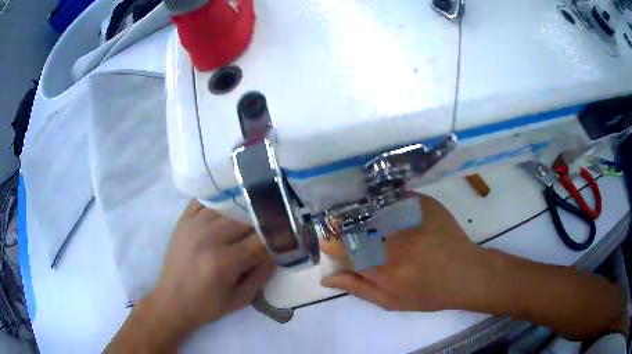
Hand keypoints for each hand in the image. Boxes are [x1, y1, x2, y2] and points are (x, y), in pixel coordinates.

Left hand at [147, 200, 274, 337]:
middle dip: (260, 225)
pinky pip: (204, 200)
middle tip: (267, 230)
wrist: (171, 301)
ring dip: (241, 213)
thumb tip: (277, 253)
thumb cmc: (207, 305)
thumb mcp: (239, 300)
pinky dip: (218, 201)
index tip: (282, 239)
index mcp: (223, 262)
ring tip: (248, 220)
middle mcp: (208, 238)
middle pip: (244, 220)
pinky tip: (226, 208)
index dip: (274, 239)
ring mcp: (193, 225)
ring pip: (227, 207)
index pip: (259, 241)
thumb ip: (261, 276)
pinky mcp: (183, 220)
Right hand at [320, 194, 489, 311]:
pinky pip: (397, 197)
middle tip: (335, 222)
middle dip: (341, 224)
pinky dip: (383, 199)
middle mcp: (394, 244)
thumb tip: (327, 278)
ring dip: (357, 210)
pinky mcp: (425, 206)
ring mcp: (410, 222)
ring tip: (351, 211)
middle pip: (356, 228)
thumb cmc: (428, 294)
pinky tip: (378, 201)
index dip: (332, 244)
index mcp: (384, 270)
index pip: (347, 251)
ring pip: (373, 210)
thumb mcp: (391, 301)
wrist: (465, 274)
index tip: (326, 239)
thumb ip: (358, 288)